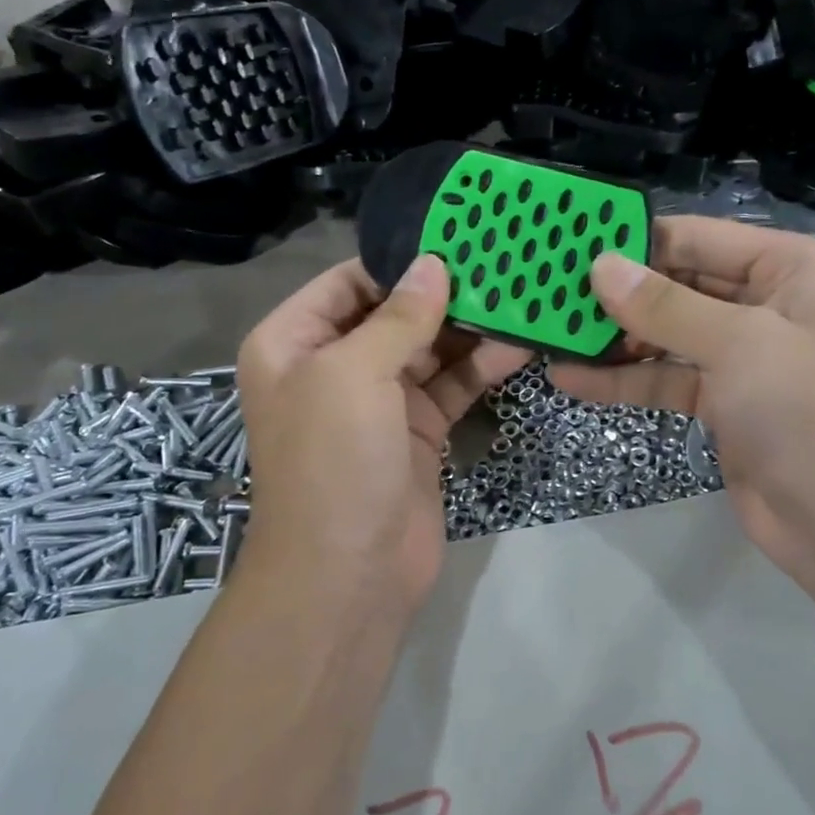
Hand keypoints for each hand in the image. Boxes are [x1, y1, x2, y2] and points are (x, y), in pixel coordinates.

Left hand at [237, 256, 531, 608]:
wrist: (349, 576)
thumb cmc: (333, 462)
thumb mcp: (354, 375)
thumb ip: (398, 317)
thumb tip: (433, 264)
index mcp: (294, 343)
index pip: (348, 282)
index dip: (398, 262)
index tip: (456, 239)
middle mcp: (334, 366)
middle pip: (393, 313)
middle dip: (443, 293)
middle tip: (501, 262)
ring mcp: (379, 401)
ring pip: (429, 349)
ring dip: (469, 328)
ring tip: (520, 296)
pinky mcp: (418, 431)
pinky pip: (450, 386)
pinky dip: (481, 367)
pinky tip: (519, 346)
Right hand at [553, 217, 814, 584]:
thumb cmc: (806, 410)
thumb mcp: (737, 344)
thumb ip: (664, 305)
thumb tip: (600, 265)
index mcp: (791, 267)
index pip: (700, 238)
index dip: (637, 241)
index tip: (572, 244)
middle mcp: (769, 302)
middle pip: (680, 284)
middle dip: (620, 293)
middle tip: (551, 293)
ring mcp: (745, 355)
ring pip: (669, 334)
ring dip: (616, 339)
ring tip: (553, 335)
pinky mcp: (724, 401)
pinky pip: (668, 378)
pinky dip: (626, 380)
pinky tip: (572, 380)